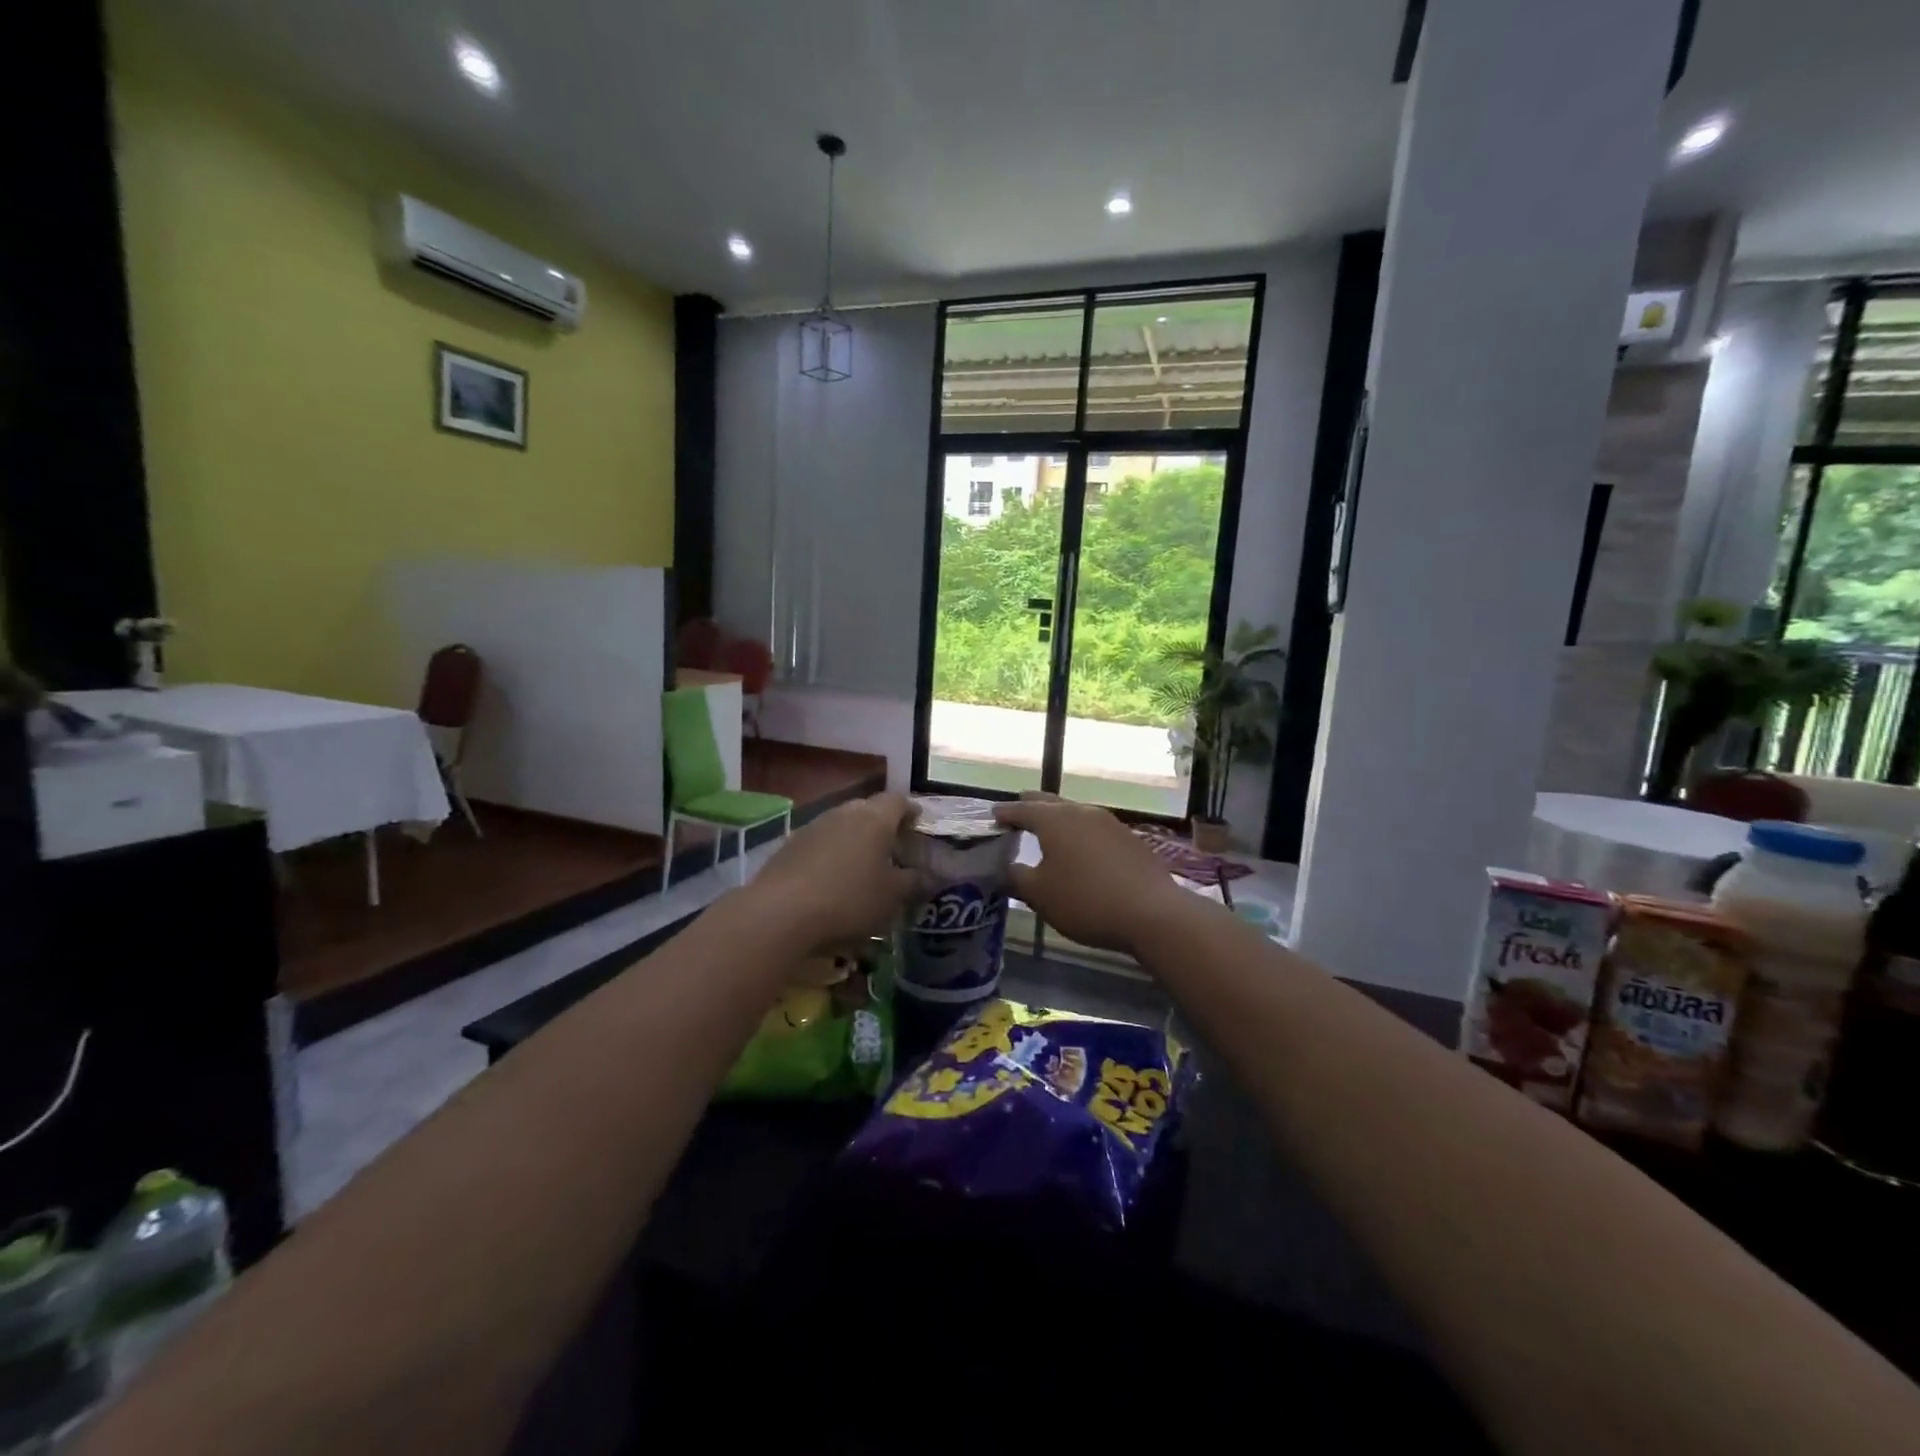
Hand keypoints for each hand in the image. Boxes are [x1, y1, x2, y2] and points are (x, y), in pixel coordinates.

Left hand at [745, 792, 918, 954]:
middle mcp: (845, 812)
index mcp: (875, 819)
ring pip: (842, 823)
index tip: (917, 822)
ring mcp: (814, 825)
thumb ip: (913, 882)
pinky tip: (832, 875)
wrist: (781, 911)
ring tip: (863, 861)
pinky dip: (832, 851)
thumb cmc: (849, 899)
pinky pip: (821, 840)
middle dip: (882, 823)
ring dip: (855, 837)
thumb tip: (926, 875)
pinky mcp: (791, 844)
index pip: (898, 801)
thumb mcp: (891, 897)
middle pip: (869, 808)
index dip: (910, 810)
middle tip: (892, 844)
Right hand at [994, 794, 1187, 955]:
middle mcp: (1081, 812)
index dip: (1005, 813)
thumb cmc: (1085, 901)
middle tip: (1017, 811)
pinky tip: (1081, 849)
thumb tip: (1005, 868)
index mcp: (1054, 820)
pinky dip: (1080, 833)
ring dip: (1058, 818)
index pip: (1022, 809)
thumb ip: (1017, 877)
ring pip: (1075, 813)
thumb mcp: (1040, 895)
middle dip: (1031, 806)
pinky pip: (1095, 828)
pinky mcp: (1129, 839)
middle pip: (1050, 802)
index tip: (993, 816)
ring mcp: (1109, 823)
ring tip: (1048, 829)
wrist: (1152, 913)